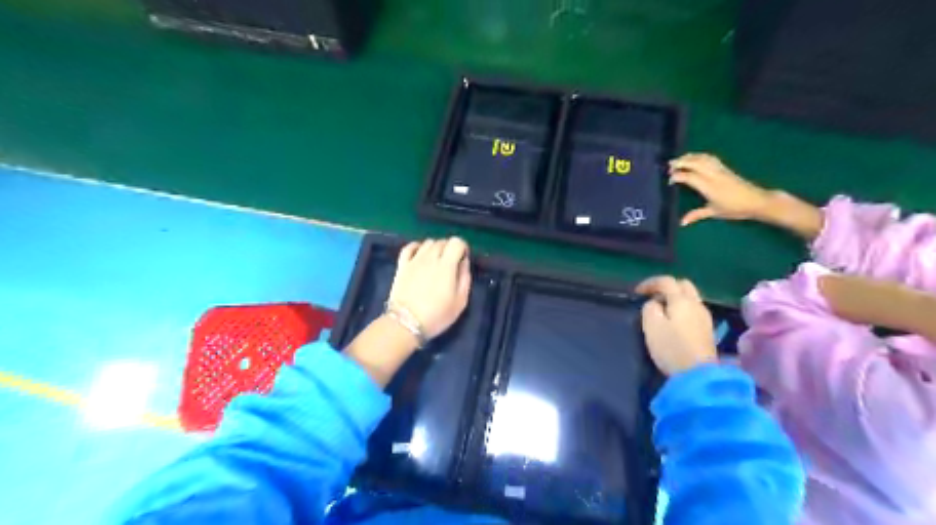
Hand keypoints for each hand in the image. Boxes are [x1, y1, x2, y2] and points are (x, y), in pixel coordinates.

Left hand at [389, 237, 471, 339]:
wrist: (406, 323)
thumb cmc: (437, 315)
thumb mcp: (460, 302)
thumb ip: (465, 279)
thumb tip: (464, 262)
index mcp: (447, 265)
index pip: (457, 242)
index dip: (463, 247)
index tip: (463, 259)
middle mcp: (430, 257)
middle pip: (442, 241)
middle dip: (450, 248)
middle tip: (451, 263)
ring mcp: (414, 260)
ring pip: (428, 242)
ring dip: (435, 247)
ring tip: (437, 261)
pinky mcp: (402, 265)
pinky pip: (409, 247)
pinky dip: (417, 246)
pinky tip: (420, 253)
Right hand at [637, 278, 717, 374]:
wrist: (698, 374)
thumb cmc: (671, 347)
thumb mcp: (651, 326)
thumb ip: (650, 308)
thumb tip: (655, 304)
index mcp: (681, 300)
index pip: (666, 281)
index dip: (650, 283)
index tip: (637, 292)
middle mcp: (696, 304)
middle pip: (683, 285)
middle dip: (667, 287)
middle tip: (653, 297)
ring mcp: (705, 317)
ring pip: (690, 298)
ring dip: (675, 298)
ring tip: (662, 310)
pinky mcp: (708, 330)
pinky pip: (694, 310)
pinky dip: (682, 309)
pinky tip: (674, 322)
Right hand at [669, 152, 771, 224]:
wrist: (756, 201)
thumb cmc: (735, 209)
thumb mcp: (714, 213)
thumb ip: (696, 215)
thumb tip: (681, 223)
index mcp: (709, 187)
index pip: (689, 177)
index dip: (677, 177)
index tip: (669, 181)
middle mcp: (713, 175)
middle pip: (694, 163)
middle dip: (681, 162)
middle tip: (669, 166)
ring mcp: (720, 170)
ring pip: (702, 158)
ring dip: (689, 157)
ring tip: (679, 160)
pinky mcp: (725, 168)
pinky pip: (710, 158)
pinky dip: (699, 156)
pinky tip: (694, 158)